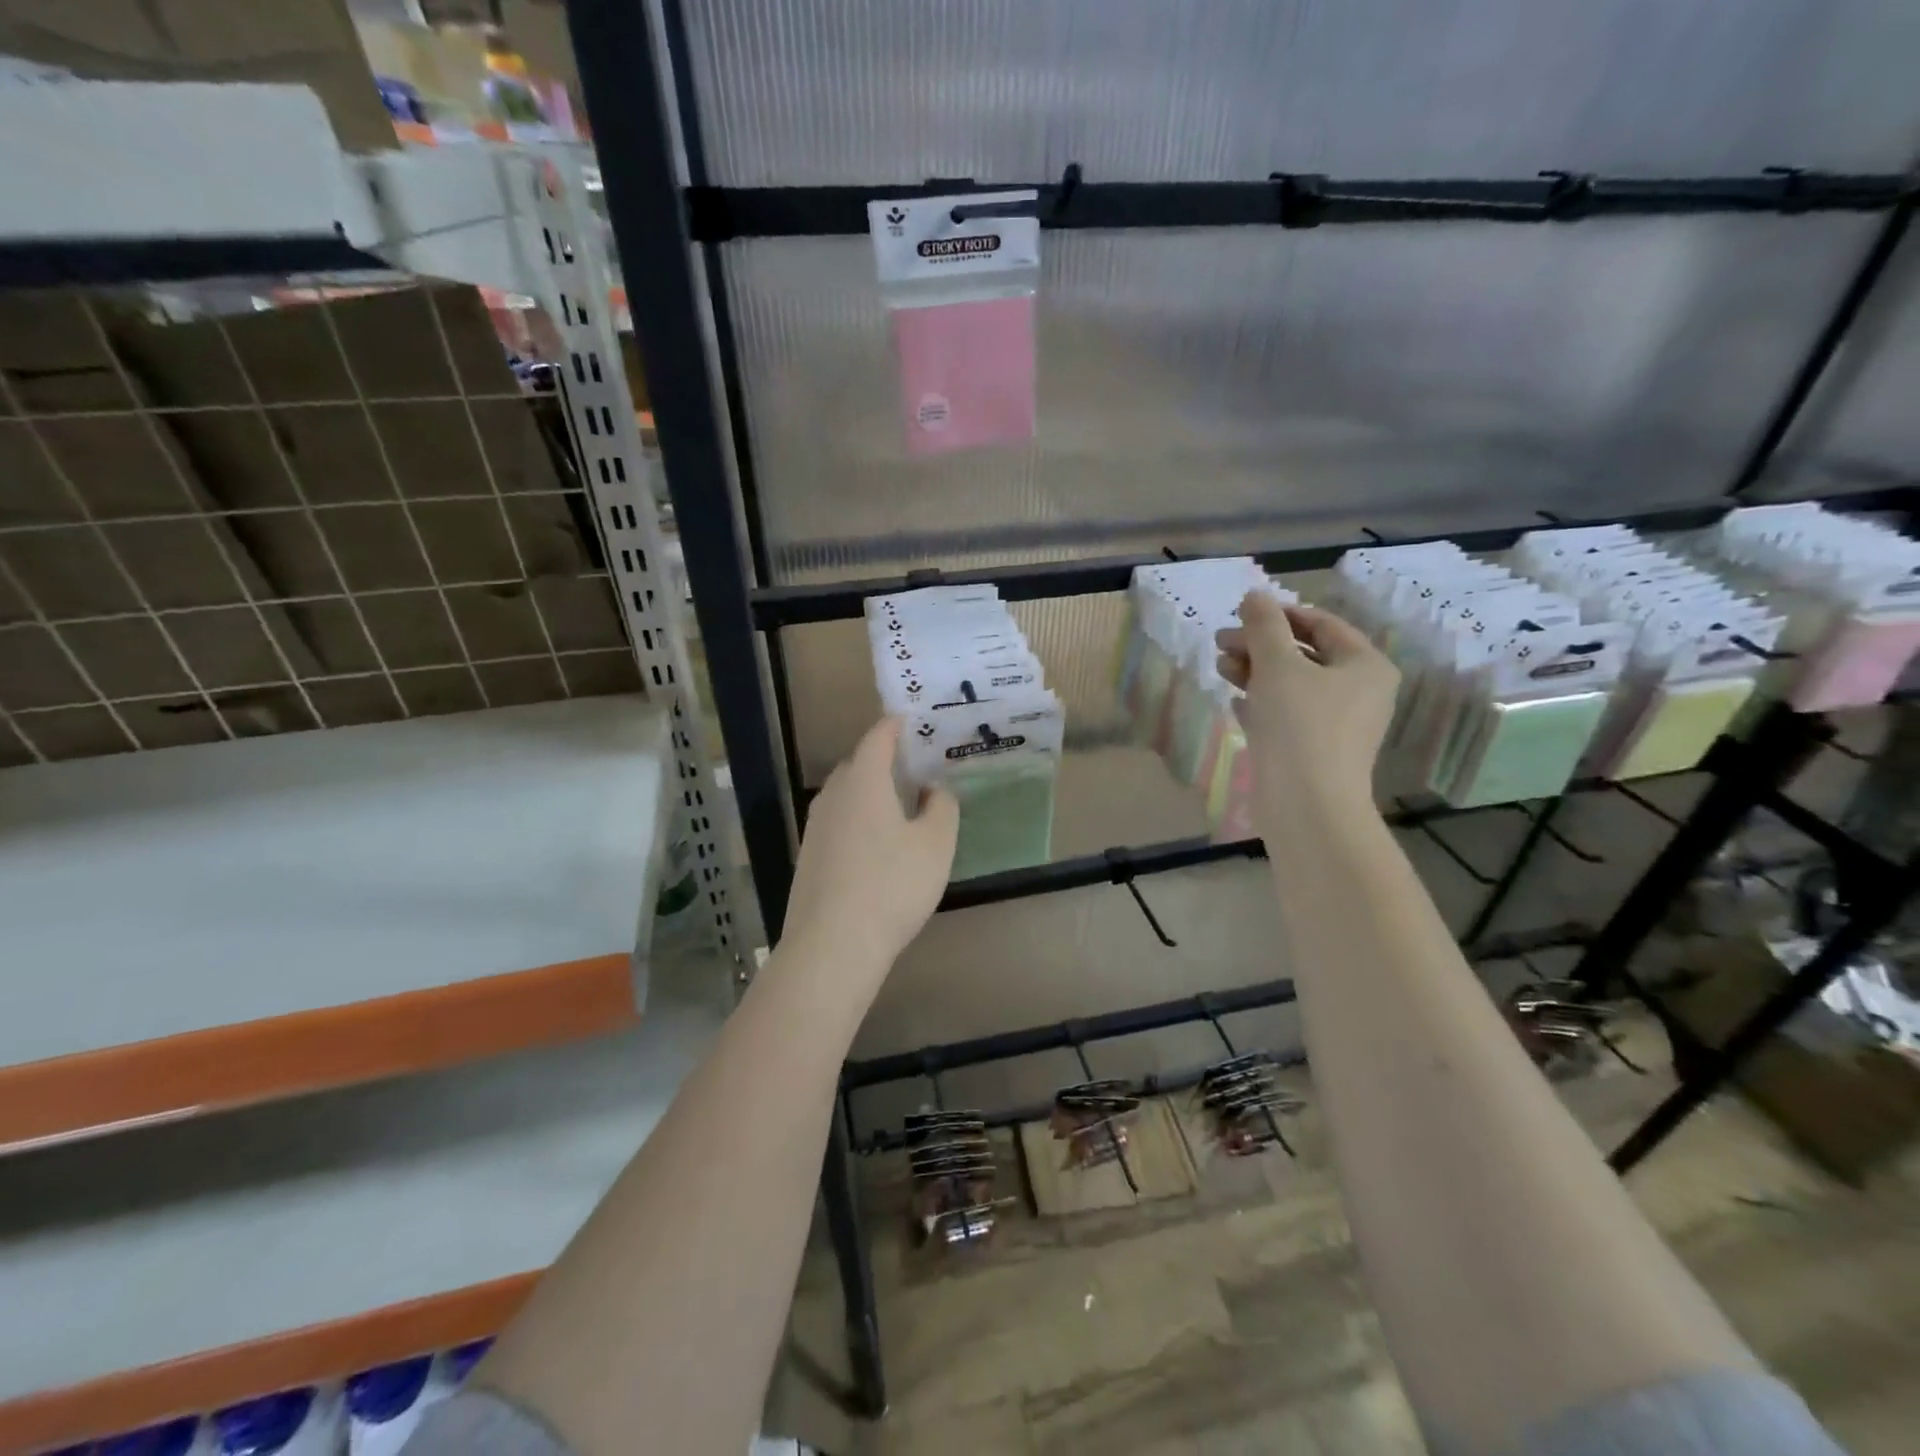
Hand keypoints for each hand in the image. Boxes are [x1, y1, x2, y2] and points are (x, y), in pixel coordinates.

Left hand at [782, 717, 958, 980]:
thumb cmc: (892, 886)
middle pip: (858, 764)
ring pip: (846, 796)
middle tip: (915, 764)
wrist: (832, 946)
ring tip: (899, 802)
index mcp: (863, 781)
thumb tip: (934, 789)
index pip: (877, 738)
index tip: (912, 719)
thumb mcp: (935, 845)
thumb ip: (942, 808)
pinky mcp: (809, 858)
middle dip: (884, 759)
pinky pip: (839, 822)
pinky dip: (859, 818)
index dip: (895, 725)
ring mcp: (815, 828)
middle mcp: (833, 796)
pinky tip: (877, 843)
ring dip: (871, 791)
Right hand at [1215, 592, 1398, 827]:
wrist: (1307, 804)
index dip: (1280, 614)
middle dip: (1260, 645)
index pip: (1322, 624)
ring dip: (1255, 671)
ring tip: (1220, 668)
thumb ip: (1264, 626)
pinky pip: (1286, 715)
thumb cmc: (1300, 724)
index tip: (1241, 613)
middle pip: (1304, 654)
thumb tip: (1254, 596)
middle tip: (1220, 641)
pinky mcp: (1314, 750)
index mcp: (1364, 665)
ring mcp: (1337, 724)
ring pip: (1292, 685)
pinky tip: (1234, 701)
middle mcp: (1358, 691)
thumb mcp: (1278, 665)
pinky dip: (1260, 703)